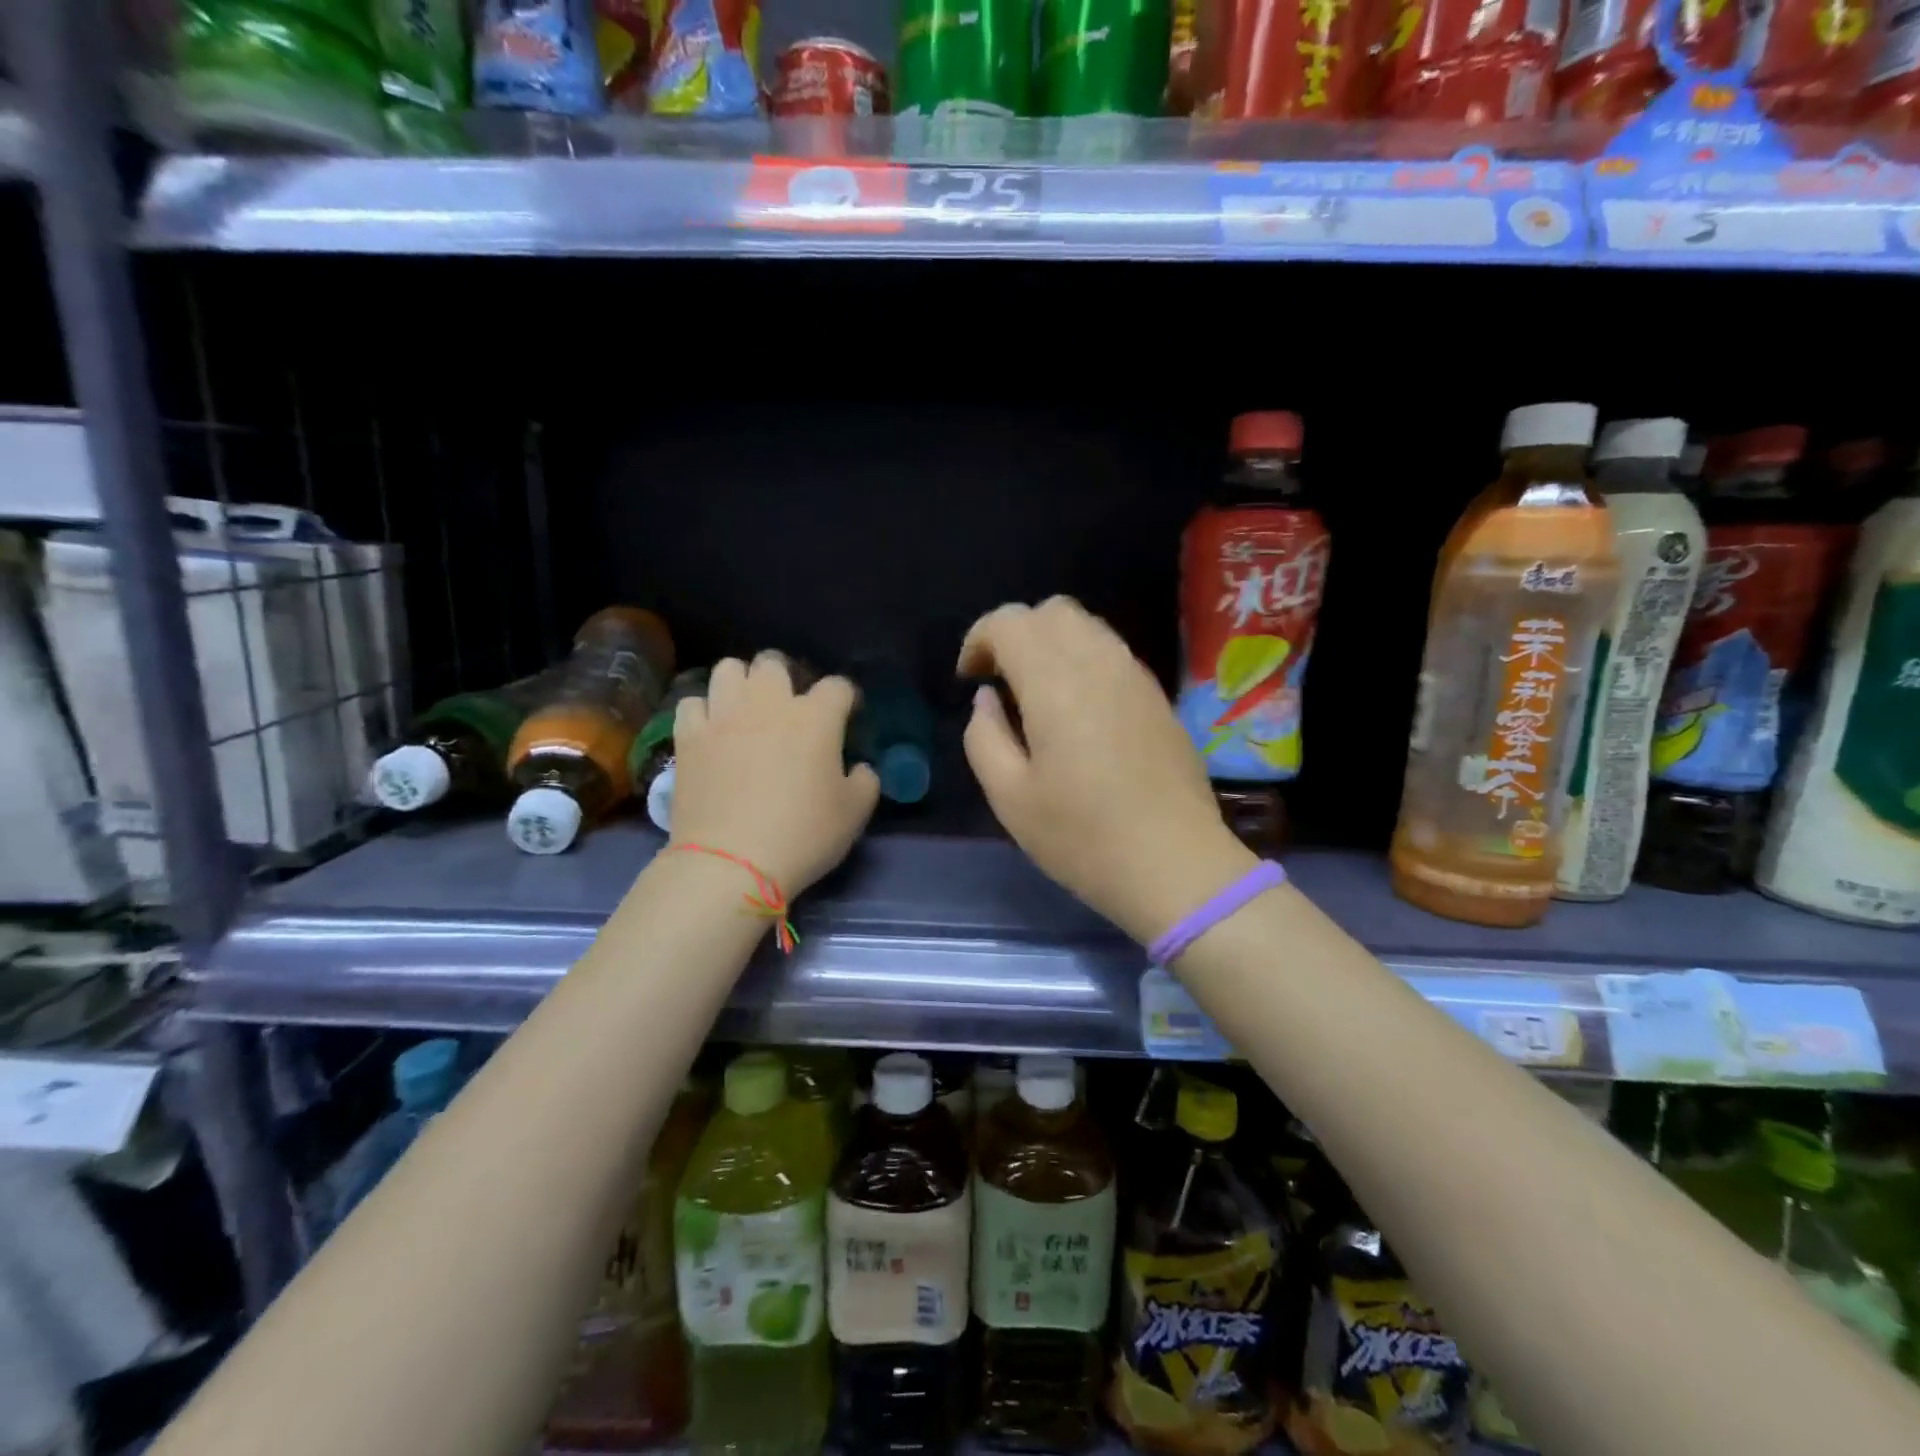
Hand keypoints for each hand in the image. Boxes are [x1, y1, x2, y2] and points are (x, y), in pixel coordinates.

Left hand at [668, 653, 879, 897]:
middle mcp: (768, 703)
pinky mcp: (689, 736)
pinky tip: (711, 729)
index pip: (838, 686)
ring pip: (728, 669)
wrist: (731, 863)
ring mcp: (723, 715)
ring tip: (745, 707)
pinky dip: (704, 711)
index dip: (846, 698)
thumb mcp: (855, 814)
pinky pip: (693, 703)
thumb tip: (859, 767)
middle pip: (774, 663)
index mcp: (816, 717)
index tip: (847, 714)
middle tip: (789, 706)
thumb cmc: (803, 835)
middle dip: (785, 677)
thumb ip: (865, 780)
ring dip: (741, 683)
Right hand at [958, 597, 1255, 945]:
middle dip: (1016, 633)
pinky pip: (1112, 653)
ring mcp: (1136, 677)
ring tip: (1036, 694)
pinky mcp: (1158, 697)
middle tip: (1000, 680)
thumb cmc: (1082, 838)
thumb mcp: (1010, 798)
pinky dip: (1083, 660)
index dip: (979, 638)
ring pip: (1087, 626)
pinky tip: (1077, 710)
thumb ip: (984, 737)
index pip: (1011, 622)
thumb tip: (988, 700)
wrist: (1175, 865)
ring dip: (1051, 643)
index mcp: (1055, 683)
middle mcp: (1099, 663)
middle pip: (1052, 611)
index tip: (969, 678)